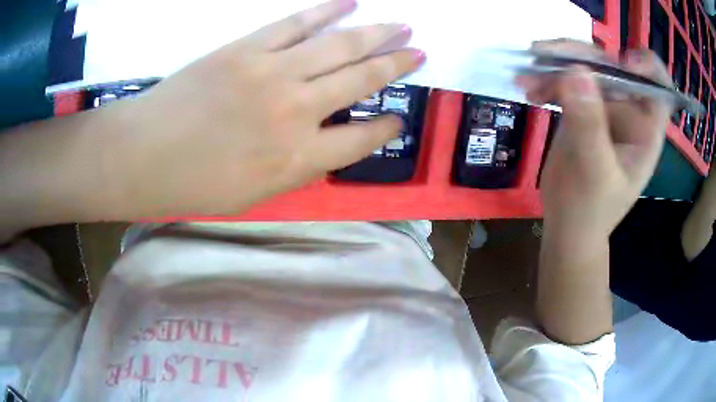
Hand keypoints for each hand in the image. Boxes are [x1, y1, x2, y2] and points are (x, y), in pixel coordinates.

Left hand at [102, 0, 423, 217]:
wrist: (142, 155)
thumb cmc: (193, 185)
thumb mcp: (253, 194)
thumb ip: (296, 168)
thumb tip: (324, 144)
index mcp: (298, 159)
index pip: (362, 140)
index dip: (386, 129)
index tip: (398, 119)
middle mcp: (297, 112)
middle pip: (361, 81)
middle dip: (395, 66)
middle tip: (418, 53)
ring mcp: (273, 72)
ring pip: (339, 46)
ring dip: (376, 35)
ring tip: (402, 27)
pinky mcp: (247, 48)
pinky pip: (296, 23)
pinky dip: (326, 11)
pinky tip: (350, 3)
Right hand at [517, 41, 671, 240]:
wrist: (567, 225)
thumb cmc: (590, 210)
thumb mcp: (594, 172)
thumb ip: (590, 125)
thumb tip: (575, 71)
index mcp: (645, 129)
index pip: (659, 86)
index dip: (647, 66)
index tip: (624, 62)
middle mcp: (628, 112)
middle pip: (612, 66)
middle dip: (581, 56)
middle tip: (545, 54)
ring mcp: (604, 108)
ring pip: (584, 67)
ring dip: (555, 64)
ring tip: (528, 74)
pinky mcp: (581, 108)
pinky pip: (565, 80)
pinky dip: (545, 79)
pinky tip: (528, 89)